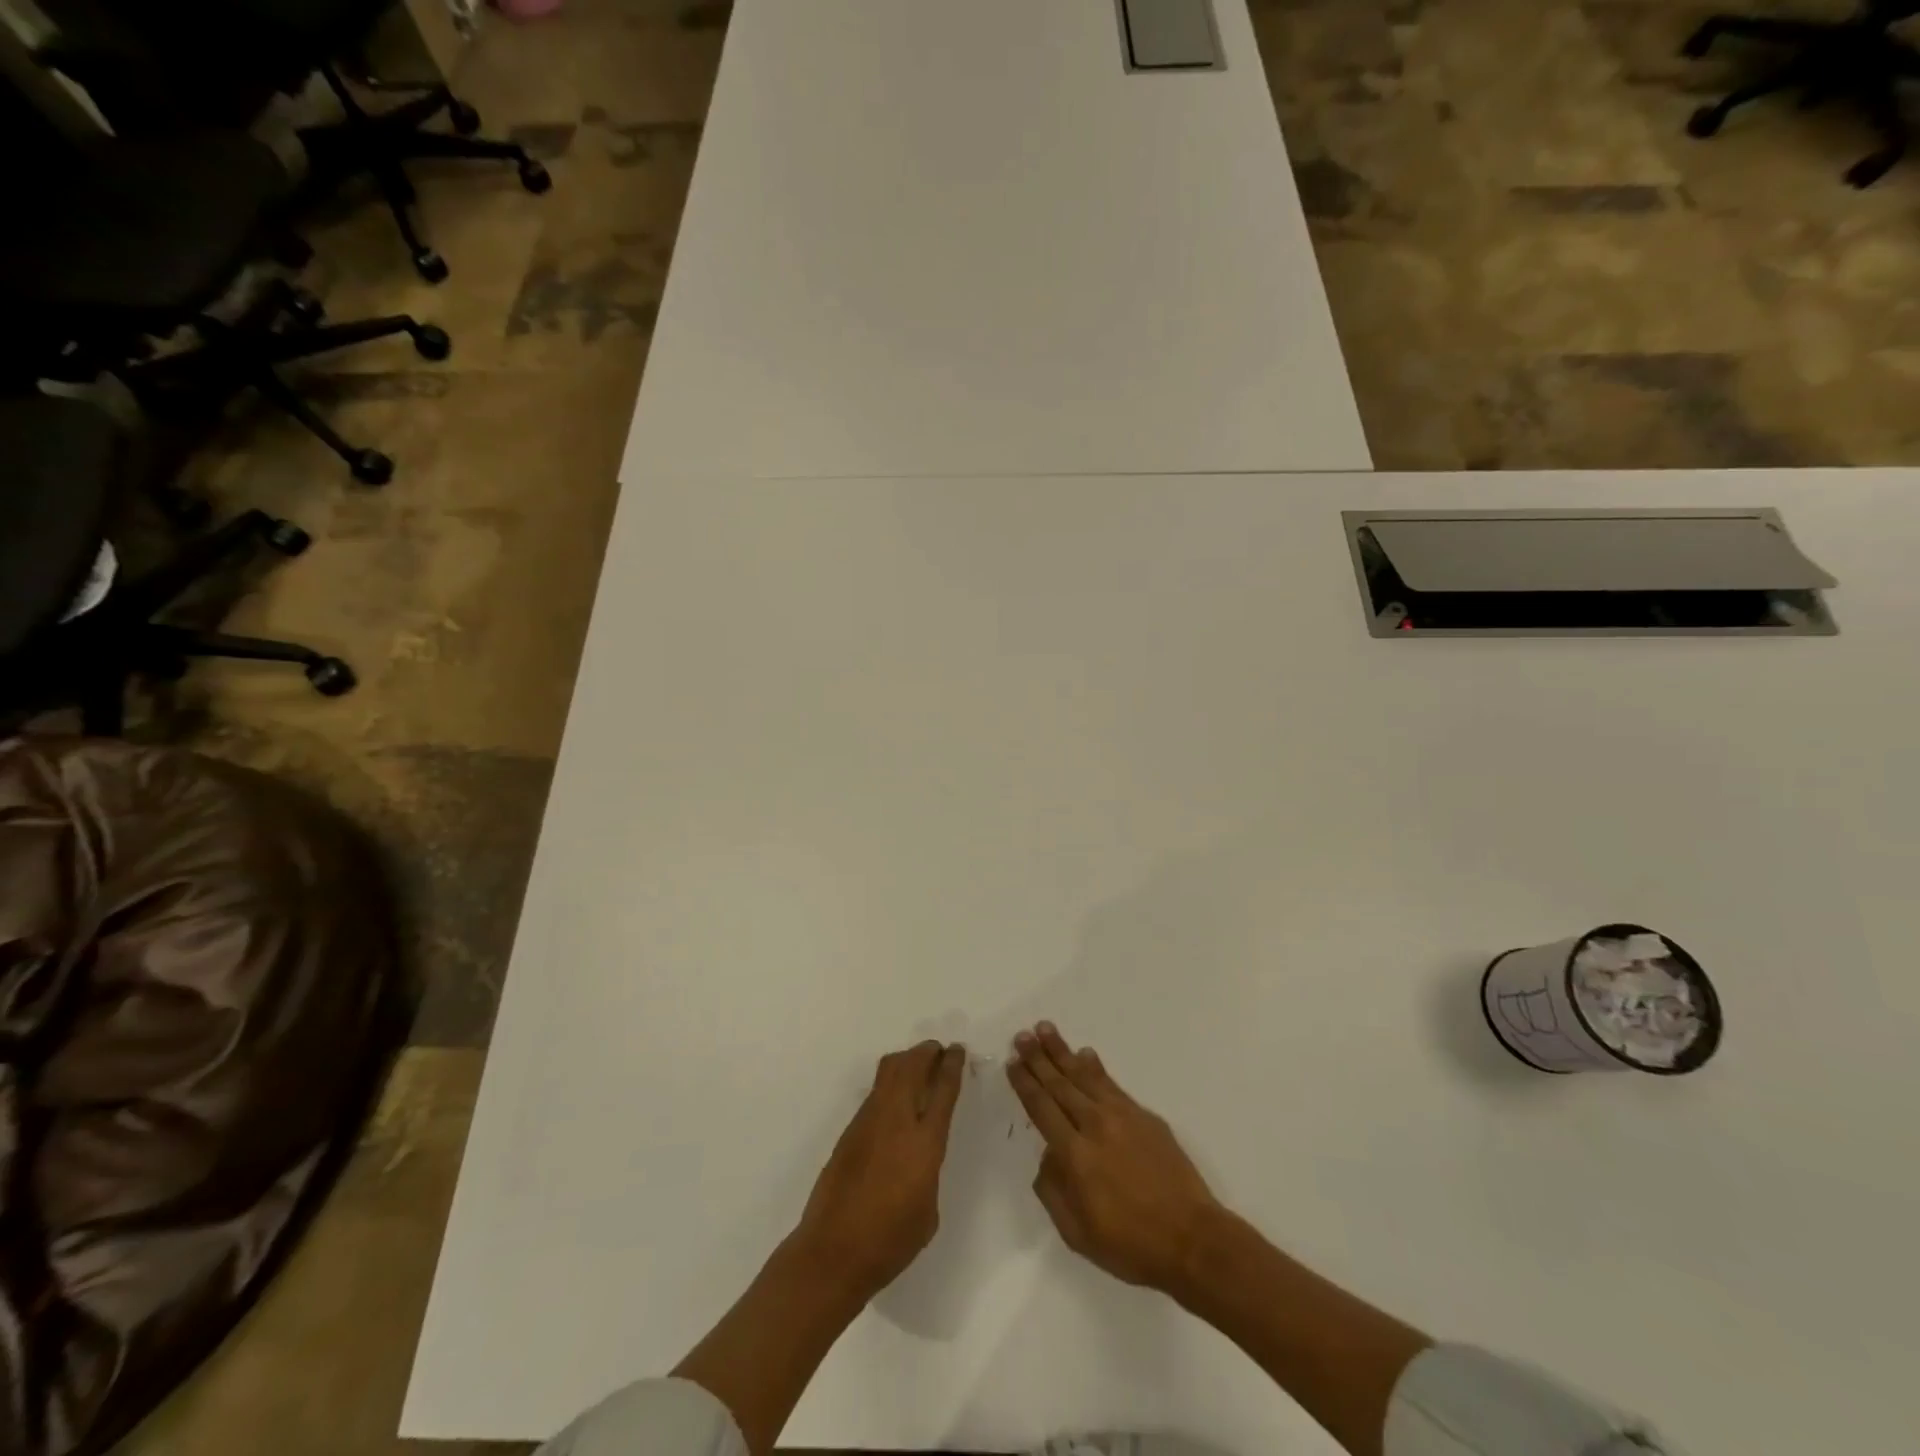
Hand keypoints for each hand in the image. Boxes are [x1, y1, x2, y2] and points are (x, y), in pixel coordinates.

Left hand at [792, 1040, 965, 1302]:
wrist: (833, 1252)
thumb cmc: (890, 1241)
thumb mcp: (928, 1208)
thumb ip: (929, 1169)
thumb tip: (920, 1154)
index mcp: (924, 1143)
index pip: (943, 1090)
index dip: (952, 1065)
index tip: (957, 1050)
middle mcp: (897, 1121)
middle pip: (912, 1066)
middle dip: (927, 1052)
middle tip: (938, 1051)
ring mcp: (869, 1121)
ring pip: (889, 1071)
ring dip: (906, 1060)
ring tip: (918, 1066)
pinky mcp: (849, 1130)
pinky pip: (875, 1092)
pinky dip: (889, 1083)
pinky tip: (895, 1100)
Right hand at [1008, 1022, 1221, 1295]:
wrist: (1192, 1240)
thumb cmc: (1131, 1245)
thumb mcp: (1078, 1234)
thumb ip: (1053, 1192)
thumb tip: (1047, 1156)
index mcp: (1075, 1156)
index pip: (1042, 1109)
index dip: (1025, 1084)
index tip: (1013, 1063)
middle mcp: (1095, 1126)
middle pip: (1060, 1085)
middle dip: (1038, 1058)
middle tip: (1022, 1036)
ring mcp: (1122, 1117)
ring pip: (1085, 1076)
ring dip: (1063, 1052)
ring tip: (1045, 1029)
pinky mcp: (1145, 1117)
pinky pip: (1112, 1085)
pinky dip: (1096, 1068)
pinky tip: (1086, 1054)